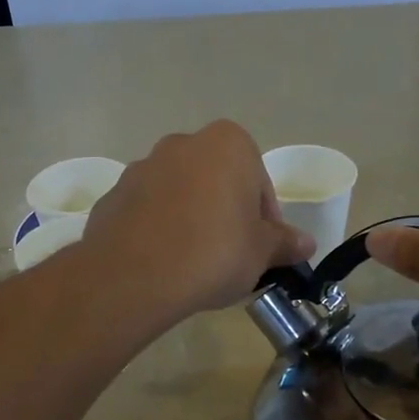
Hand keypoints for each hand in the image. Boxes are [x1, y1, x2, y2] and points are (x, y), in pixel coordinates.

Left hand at [80, 121, 313, 322]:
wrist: (135, 275)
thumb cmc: (214, 253)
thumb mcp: (261, 253)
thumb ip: (284, 242)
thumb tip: (306, 242)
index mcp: (227, 144)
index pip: (258, 183)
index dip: (264, 220)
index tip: (261, 250)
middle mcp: (181, 144)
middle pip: (216, 182)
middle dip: (225, 214)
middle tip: (230, 256)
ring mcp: (140, 169)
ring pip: (179, 196)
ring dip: (189, 220)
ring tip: (193, 264)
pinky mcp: (112, 198)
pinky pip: (147, 214)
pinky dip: (157, 232)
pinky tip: (162, 265)